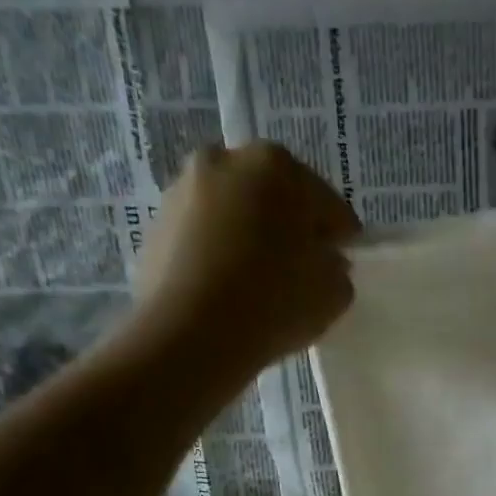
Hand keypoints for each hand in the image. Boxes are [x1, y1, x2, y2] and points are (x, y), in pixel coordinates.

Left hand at [136, 141, 358, 370]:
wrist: (191, 333)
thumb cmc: (274, 301)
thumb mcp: (333, 292)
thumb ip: (337, 269)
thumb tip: (324, 262)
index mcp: (277, 166)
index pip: (326, 204)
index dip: (339, 237)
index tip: (340, 263)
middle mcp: (225, 161)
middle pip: (273, 199)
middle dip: (288, 230)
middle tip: (300, 272)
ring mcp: (183, 191)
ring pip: (233, 215)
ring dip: (249, 239)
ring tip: (259, 285)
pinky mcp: (155, 227)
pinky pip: (202, 239)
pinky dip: (217, 256)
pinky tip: (227, 293)